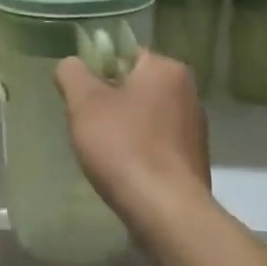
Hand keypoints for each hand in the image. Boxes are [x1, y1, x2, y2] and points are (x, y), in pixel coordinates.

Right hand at [55, 49, 210, 232]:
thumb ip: (72, 73)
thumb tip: (71, 64)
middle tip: (88, 127)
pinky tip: (125, 171)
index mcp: (167, 69)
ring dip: (125, 129)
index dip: (98, 72)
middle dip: (111, 103)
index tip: (81, 99)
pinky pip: (158, 144)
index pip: (126, 54)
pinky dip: (140, 151)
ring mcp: (195, 127)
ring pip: (147, 116)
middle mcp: (188, 91)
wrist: (165, 210)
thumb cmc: (124, 147)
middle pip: (136, 86)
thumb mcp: (85, 103)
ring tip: (105, 153)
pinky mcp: (194, 158)